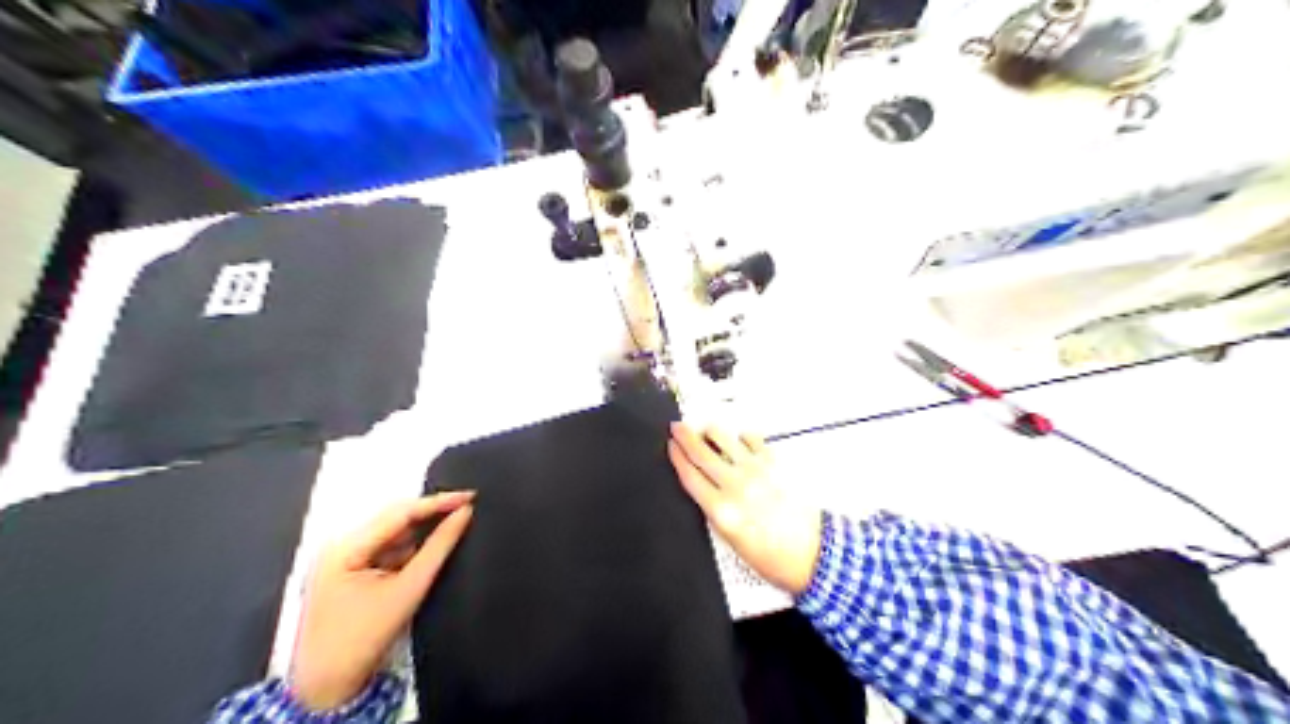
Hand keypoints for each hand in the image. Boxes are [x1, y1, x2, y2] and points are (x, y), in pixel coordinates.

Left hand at [288, 493, 474, 706]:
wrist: (327, 685)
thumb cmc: (366, 636)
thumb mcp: (409, 589)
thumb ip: (439, 547)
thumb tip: (464, 513)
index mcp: (346, 546)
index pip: (399, 512)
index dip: (437, 502)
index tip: (470, 495)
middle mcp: (340, 545)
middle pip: (393, 518)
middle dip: (429, 513)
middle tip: (466, 506)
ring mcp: (343, 558)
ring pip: (392, 533)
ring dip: (420, 530)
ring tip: (454, 521)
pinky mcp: (349, 571)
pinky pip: (386, 549)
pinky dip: (409, 547)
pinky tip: (430, 546)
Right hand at [672, 425, 820, 592]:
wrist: (811, 553)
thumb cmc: (771, 555)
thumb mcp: (730, 541)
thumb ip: (713, 510)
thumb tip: (701, 483)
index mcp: (722, 511)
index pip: (690, 475)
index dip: (677, 456)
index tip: (671, 445)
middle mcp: (736, 486)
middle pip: (701, 452)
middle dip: (685, 436)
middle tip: (677, 426)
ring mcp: (756, 471)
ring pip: (724, 438)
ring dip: (710, 431)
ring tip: (706, 430)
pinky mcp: (775, 462)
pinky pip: (751, 438)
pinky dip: (741, 437)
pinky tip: (739, 441)